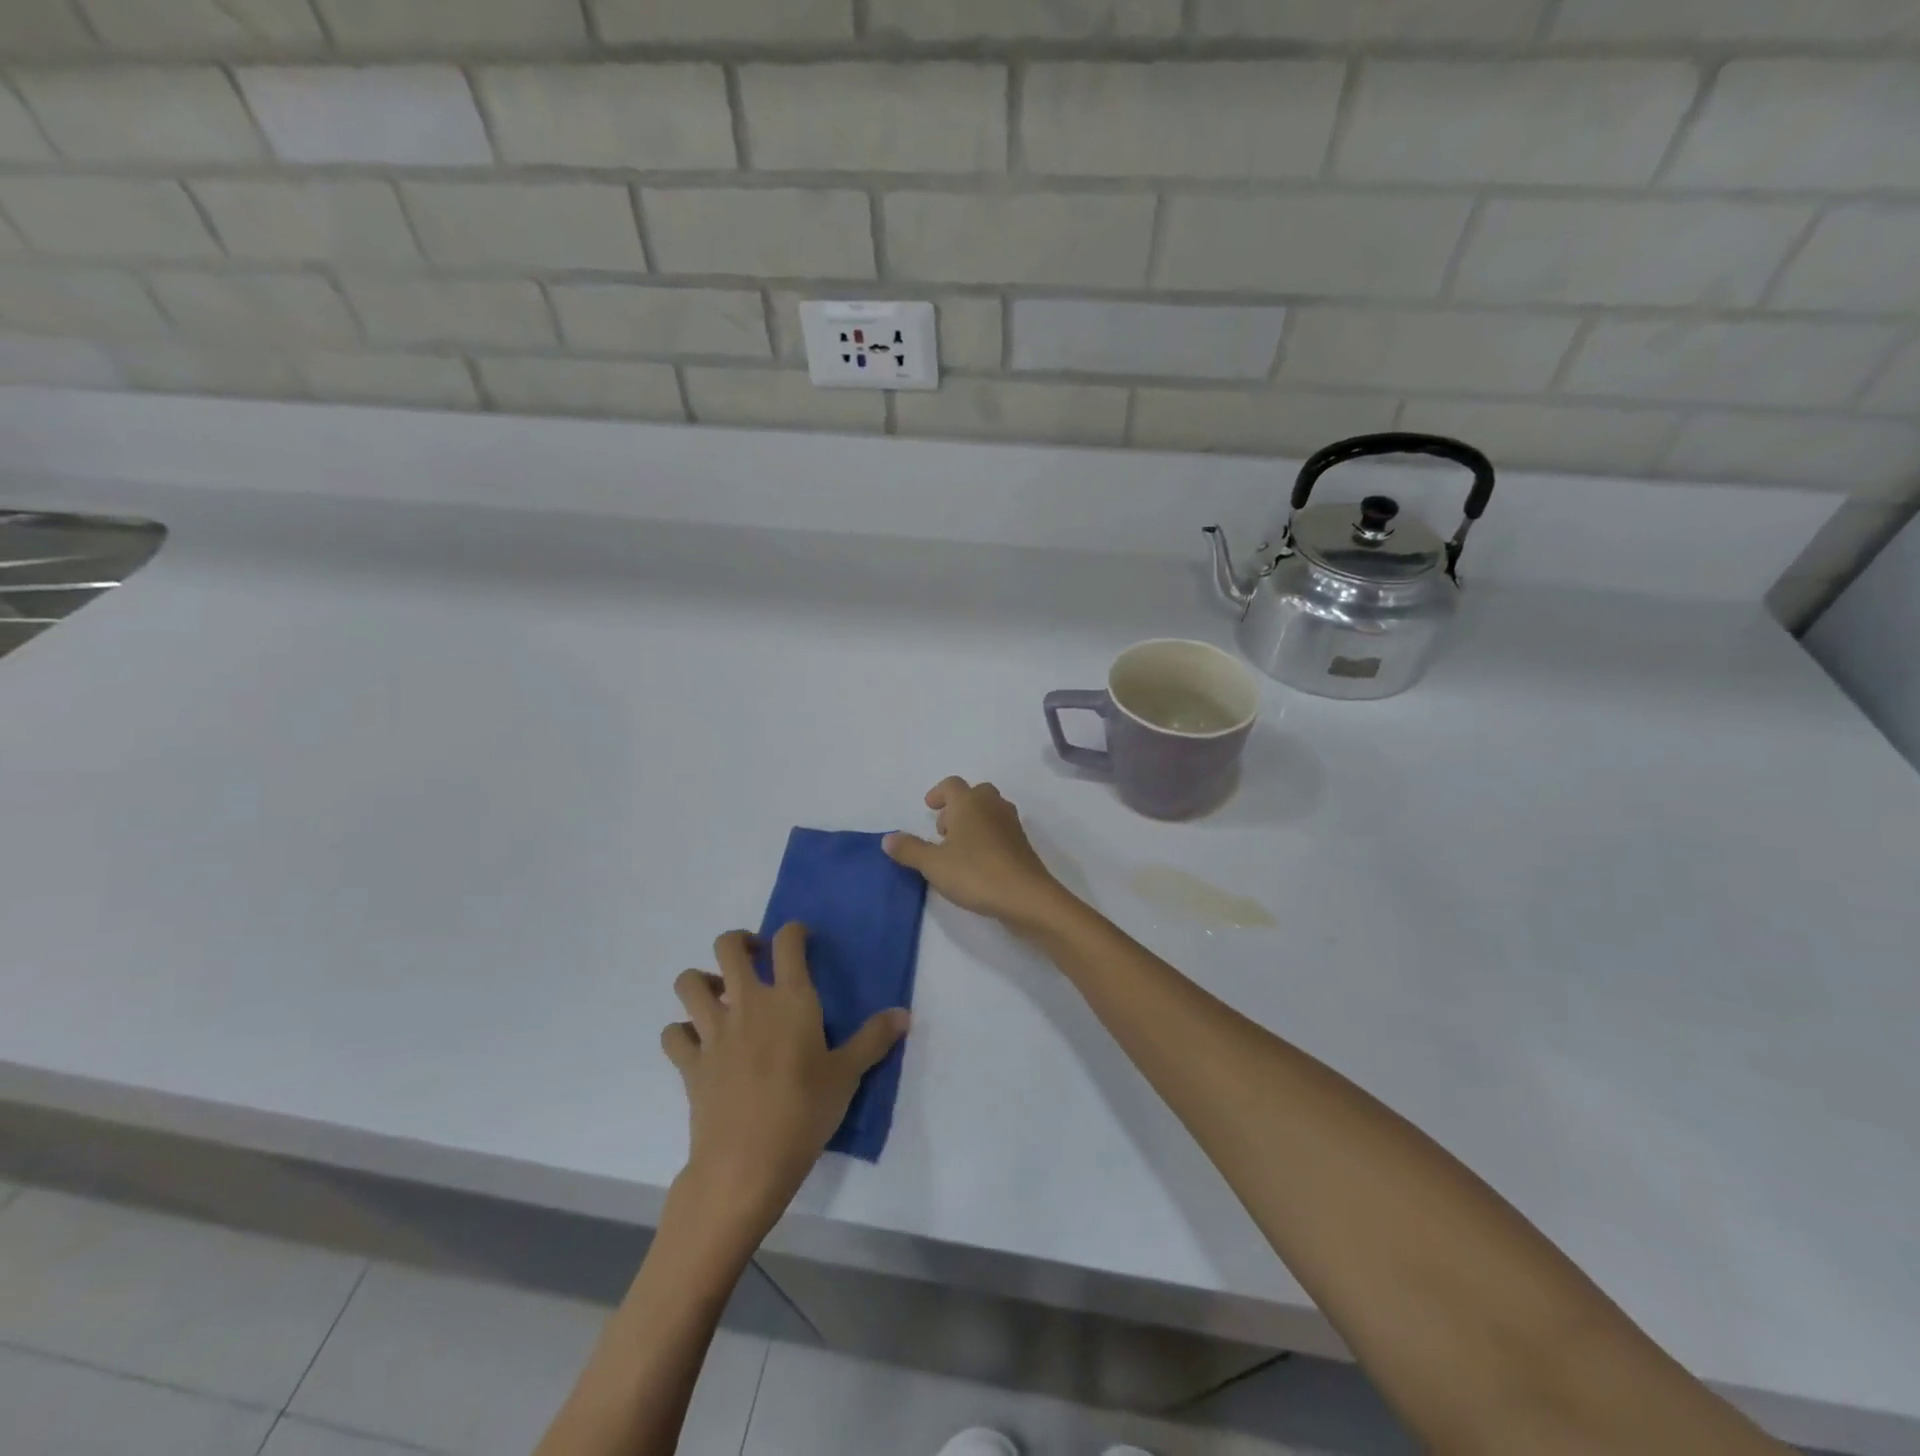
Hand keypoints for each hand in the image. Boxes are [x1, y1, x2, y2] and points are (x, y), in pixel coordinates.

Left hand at [661, 925, 907, 1237]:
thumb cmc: (804, 1112)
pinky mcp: (689, 1062)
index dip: (794, 931)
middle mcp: (747, 1003)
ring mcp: (712, 1031)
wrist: (746, 1164)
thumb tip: (905, 1014)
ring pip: (689, 982)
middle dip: (739, 942)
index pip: (788, 942)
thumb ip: (874, 1039)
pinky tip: (698, 1044)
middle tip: (755, 958)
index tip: (801, 939)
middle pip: (727, 947)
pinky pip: (673, 1033)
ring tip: (721, 997)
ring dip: (702, 981)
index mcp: (790, 999)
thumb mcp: (847, 1075)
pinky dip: (682, 1032)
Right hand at [884, 777, 1078, 935]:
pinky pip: (1000, 830)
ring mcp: (1011, 824)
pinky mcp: (1022, 844)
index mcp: (969, 803)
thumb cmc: (976, 873)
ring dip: (972, 821)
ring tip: (957, 848)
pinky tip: (977, 863)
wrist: (1026, 897)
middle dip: (957, 807)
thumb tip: (888, 838)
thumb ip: (909, 849)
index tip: (929, 808)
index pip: (952, 784)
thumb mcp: (933, 864)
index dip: (938, 793)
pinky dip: (986, 836)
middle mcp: (992, 806)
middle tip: (943, 831)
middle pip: (975, 793)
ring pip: (989, 811)